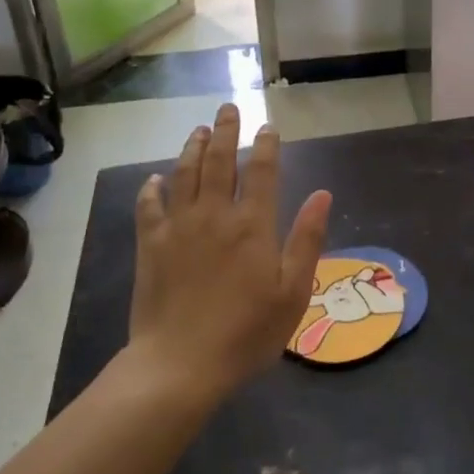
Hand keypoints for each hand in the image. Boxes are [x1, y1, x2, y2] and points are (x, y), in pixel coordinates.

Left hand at [128, 104, 331, 400]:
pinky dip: (152, 188)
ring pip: (184, 174)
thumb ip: (307, 239)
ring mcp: (178, 227)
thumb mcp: (293, 292)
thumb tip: (323, 194)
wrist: (180, 365)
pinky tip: (154, 179)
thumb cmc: (246, 332)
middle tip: (227, 108)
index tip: (268, 127)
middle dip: (226, 131)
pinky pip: (149, 206)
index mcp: (252, 224)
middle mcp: (214, 215)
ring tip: (198, 130)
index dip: (266, 145)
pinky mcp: (150, 246)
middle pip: (220, 161)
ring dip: (192, 148)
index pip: (262, 171)